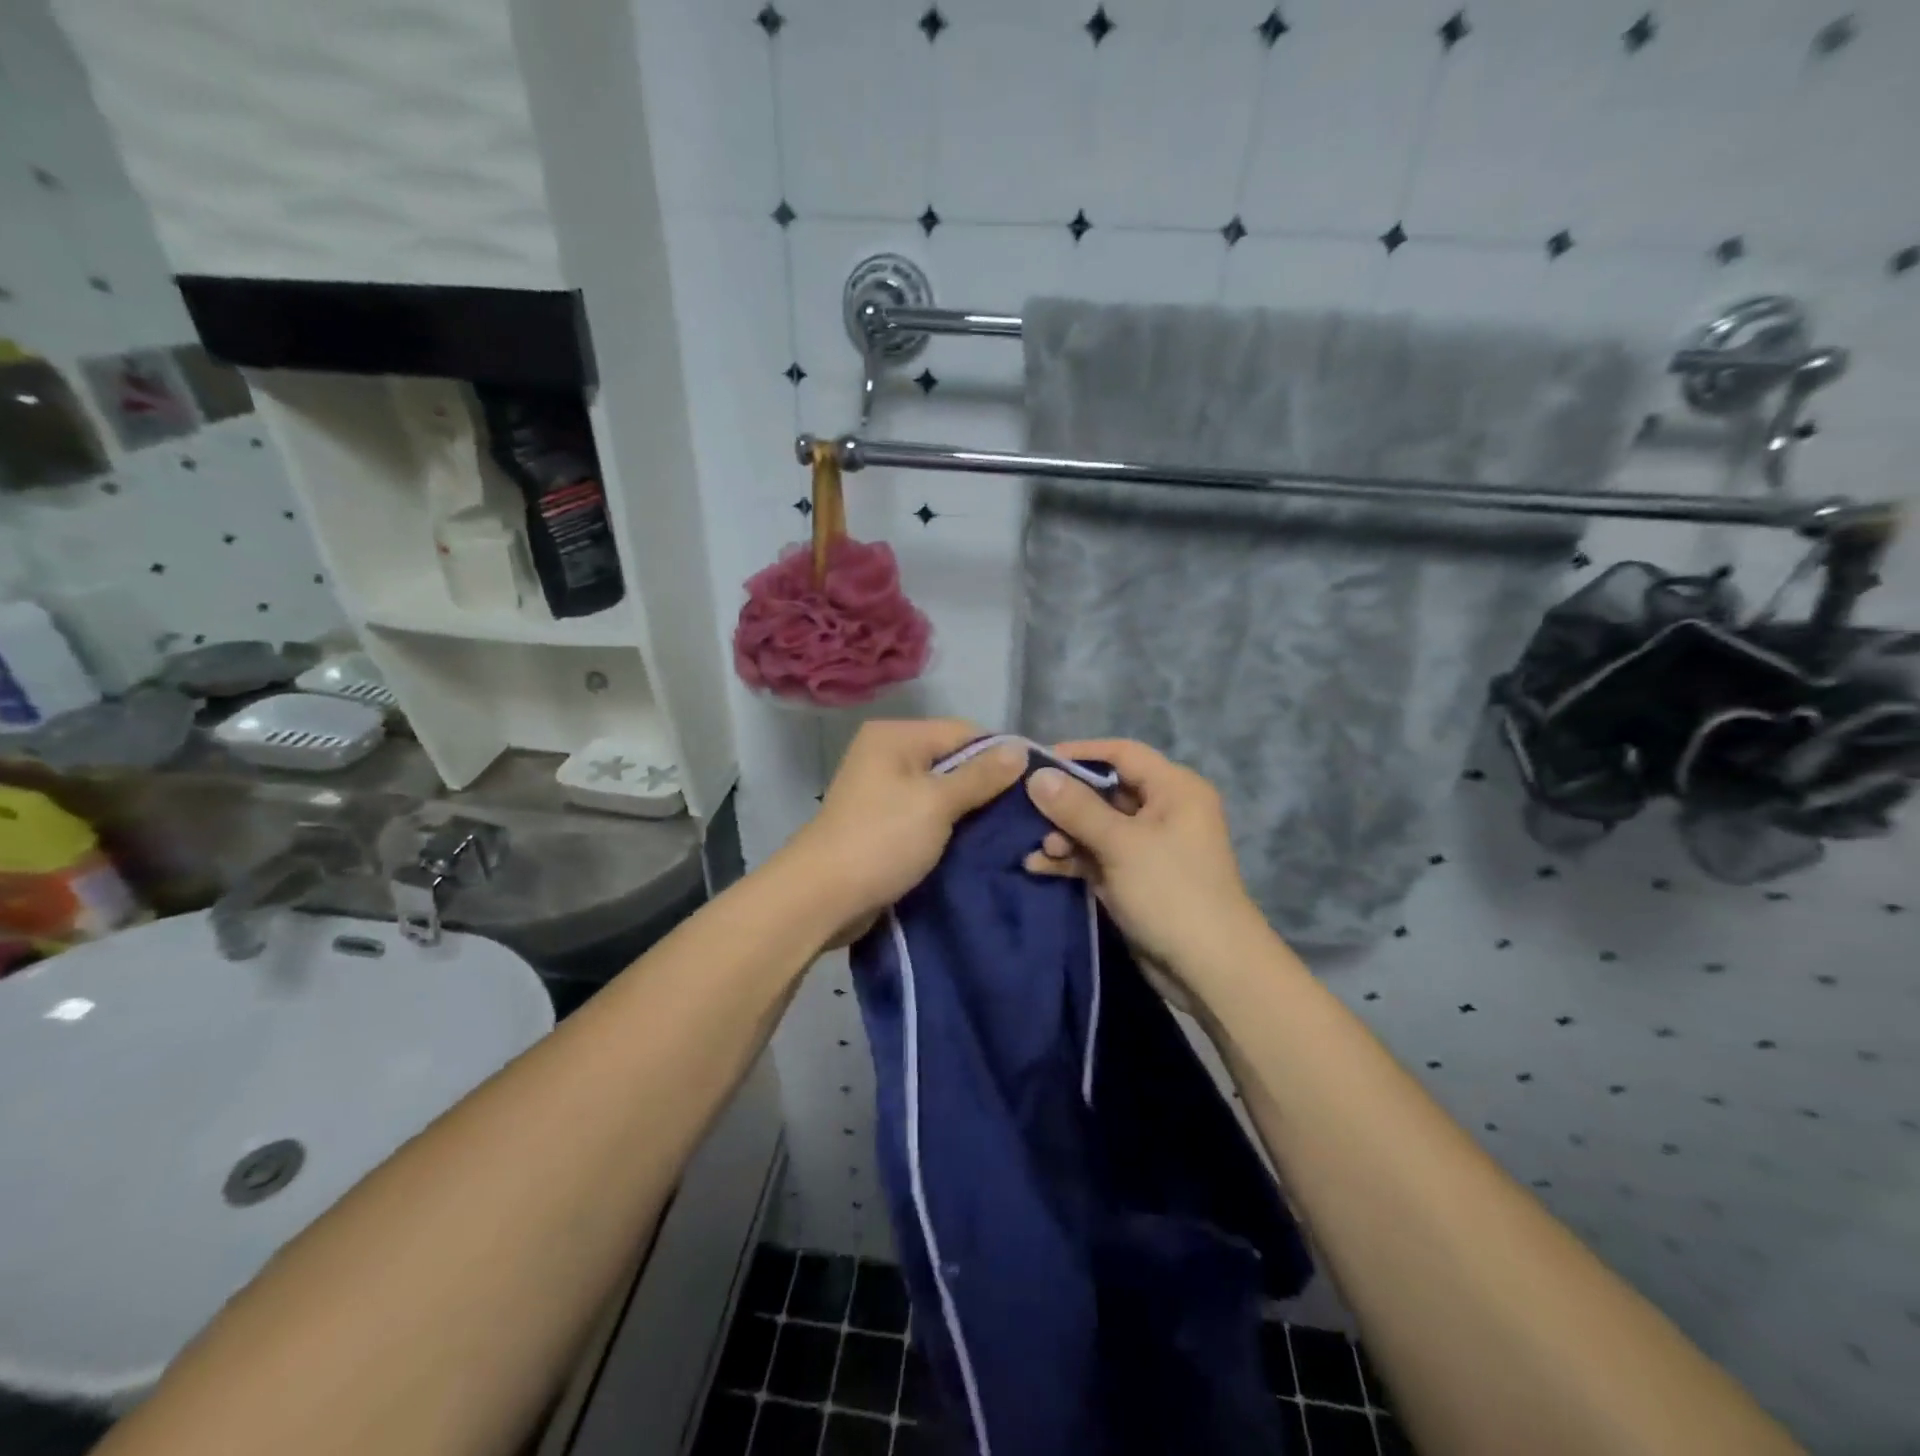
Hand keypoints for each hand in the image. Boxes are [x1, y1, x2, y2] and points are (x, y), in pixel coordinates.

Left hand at [781, 719, 1026, 948]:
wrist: (821, 897)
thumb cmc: (881, 840)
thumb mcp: (937, 803)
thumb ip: (980, 776)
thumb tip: (1021, 749)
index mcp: (896, 736)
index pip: (964, 732)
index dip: (1000, 755)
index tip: (1034, 785)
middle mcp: (887, 753)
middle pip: (952, 759)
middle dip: (986, 784)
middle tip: (1025, 811)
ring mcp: (883, 788)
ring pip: (941, 789)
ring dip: (970, 808)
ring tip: (1007, 829)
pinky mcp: (883, 820)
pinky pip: (926, 812)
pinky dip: (949, 824)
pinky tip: (976, 841)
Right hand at [1022, 739, 1267, 1000]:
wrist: (1210, 970)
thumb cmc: (1171, 892)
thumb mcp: (1120, 844)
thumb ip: (1076, 808)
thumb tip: (1036, 776)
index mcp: (1174, 789)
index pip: (1122, 753)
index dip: (1079, 753)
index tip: (1035, 763)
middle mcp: (1162, 810)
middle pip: (1105, 790)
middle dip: (1065, 801)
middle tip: (1024, 807)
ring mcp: (1148, 846)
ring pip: (1096, 826)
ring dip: (1064, 834)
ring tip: (1037, 847)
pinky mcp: (1134, 877)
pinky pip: (1097, 856)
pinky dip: (1072, 859)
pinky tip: (1038, 865)